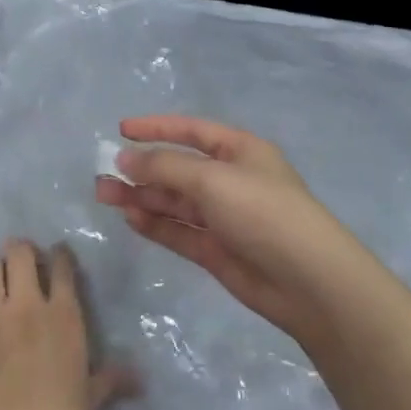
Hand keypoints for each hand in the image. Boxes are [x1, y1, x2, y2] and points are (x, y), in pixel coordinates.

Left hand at [0, 240, 131, 409]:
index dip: (61, 255)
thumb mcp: (92, 403)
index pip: (63, 268)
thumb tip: (141, 379)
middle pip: (19, 254)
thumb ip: (111, 382)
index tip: (60, 254)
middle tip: (23, 258)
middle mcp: (26, 306)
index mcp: (63, 316)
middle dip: (21, 249)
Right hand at [95, 116, 391, 345]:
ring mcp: (224, 217)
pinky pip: (180, 231)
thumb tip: (125, 158)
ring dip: (142, 196)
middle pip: (178, 168)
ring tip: (105, 196)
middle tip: (102, 175)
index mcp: (239, 151)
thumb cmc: (263, 212)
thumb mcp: (212, 179)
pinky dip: (156, 223)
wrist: (308, 281)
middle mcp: (231, 180)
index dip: (157, 128)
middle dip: (142, 169)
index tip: (121, 130)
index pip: (192, 131)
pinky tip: (130, 218)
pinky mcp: (217, 250)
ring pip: (174, 201)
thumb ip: (165, 167)